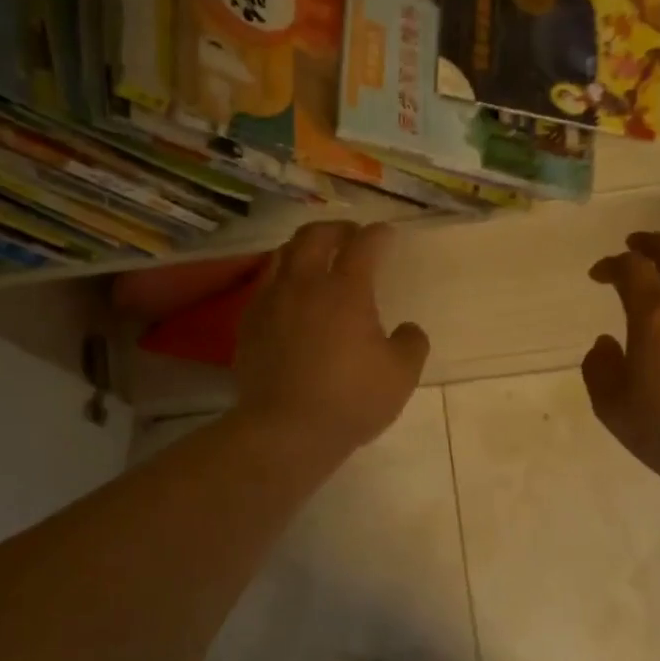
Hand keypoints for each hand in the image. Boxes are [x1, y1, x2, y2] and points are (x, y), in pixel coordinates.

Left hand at [236, 221, 429, 460]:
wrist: (284, 431)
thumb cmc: (350, 401)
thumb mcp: (401, 376)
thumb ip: (411, 344)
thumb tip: (407, 329)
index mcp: (345, 290)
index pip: (363, 245)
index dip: (378, 235)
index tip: (387, 235)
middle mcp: (303, 285)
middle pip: (313, 236)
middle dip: (335, 229)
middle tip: (349, 236)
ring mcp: (270, 302)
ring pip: (282, 256)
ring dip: (302, 249)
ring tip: (315, 260)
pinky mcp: (248, 325)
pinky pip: (264, 287)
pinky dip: (281, 280)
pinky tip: (288, 298)